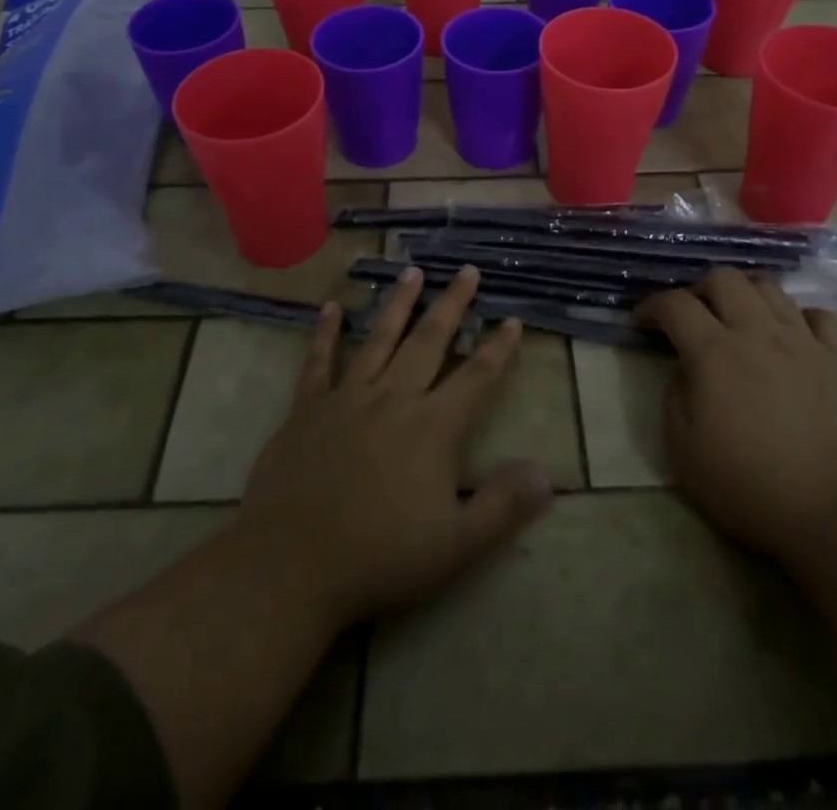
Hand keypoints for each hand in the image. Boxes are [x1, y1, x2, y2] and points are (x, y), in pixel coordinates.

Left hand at [234, 266, 552, 629]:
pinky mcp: (306, 409)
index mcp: (431, 427)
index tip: (512, 319)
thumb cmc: (378, 558)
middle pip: (429, 341)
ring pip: (379, 339)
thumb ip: (502, 507)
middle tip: (466, 271)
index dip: (498, 348)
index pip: (476, 377)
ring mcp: (346, 398)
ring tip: (413, 271)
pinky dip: (324, 333)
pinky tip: (330, 308)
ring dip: (399, 304)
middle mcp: (393, 398)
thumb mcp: (455, 546)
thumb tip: (546, 475)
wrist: (290, 567)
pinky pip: (318, 362)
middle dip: (452, 305)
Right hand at [637, 268, 836, 563]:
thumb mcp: (683, 451)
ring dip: (745, 295)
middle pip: (724, 278)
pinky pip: (818, 316)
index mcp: (714, 352)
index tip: (641, 324)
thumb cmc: (749, 487)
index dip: (651, 306)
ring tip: (737, 322)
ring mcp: (803, 341)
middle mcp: (757, 332)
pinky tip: (790, 337)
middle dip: (699, 289)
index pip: (674, 304)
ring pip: (769, 287)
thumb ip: (674, 397)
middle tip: (692, 318)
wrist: (836, 513)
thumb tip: (683, 369)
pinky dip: (798, 318)